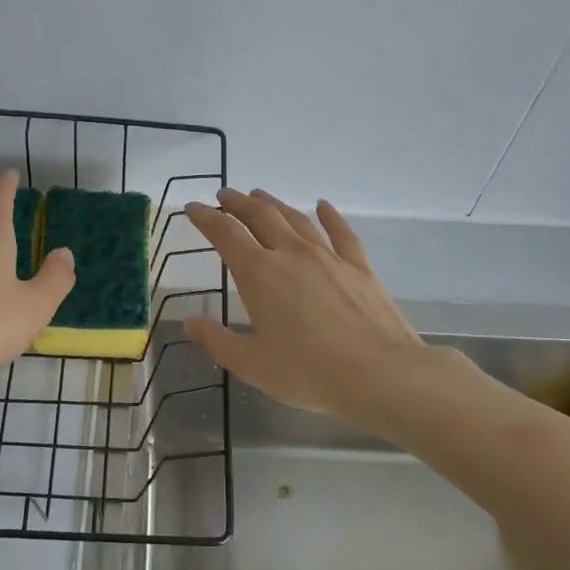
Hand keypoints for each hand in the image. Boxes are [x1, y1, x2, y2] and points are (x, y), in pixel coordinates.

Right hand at [183, 189, 434, 427]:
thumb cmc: (309, 372)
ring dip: (274, 204)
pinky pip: (341, 232)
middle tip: (224, 196)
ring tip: (259, 195)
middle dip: (238, 203)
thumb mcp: (252, 365)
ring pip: (296, 218)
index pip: (226, 234)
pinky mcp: (358, 266)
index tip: (193, 207)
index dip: (206, 218)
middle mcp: (291, 254)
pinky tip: (323, 205)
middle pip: (260, 216)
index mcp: (260, 274)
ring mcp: (328, 256)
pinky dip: (329, 215)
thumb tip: (189, 322)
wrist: (380, 373)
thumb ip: (217, 341)